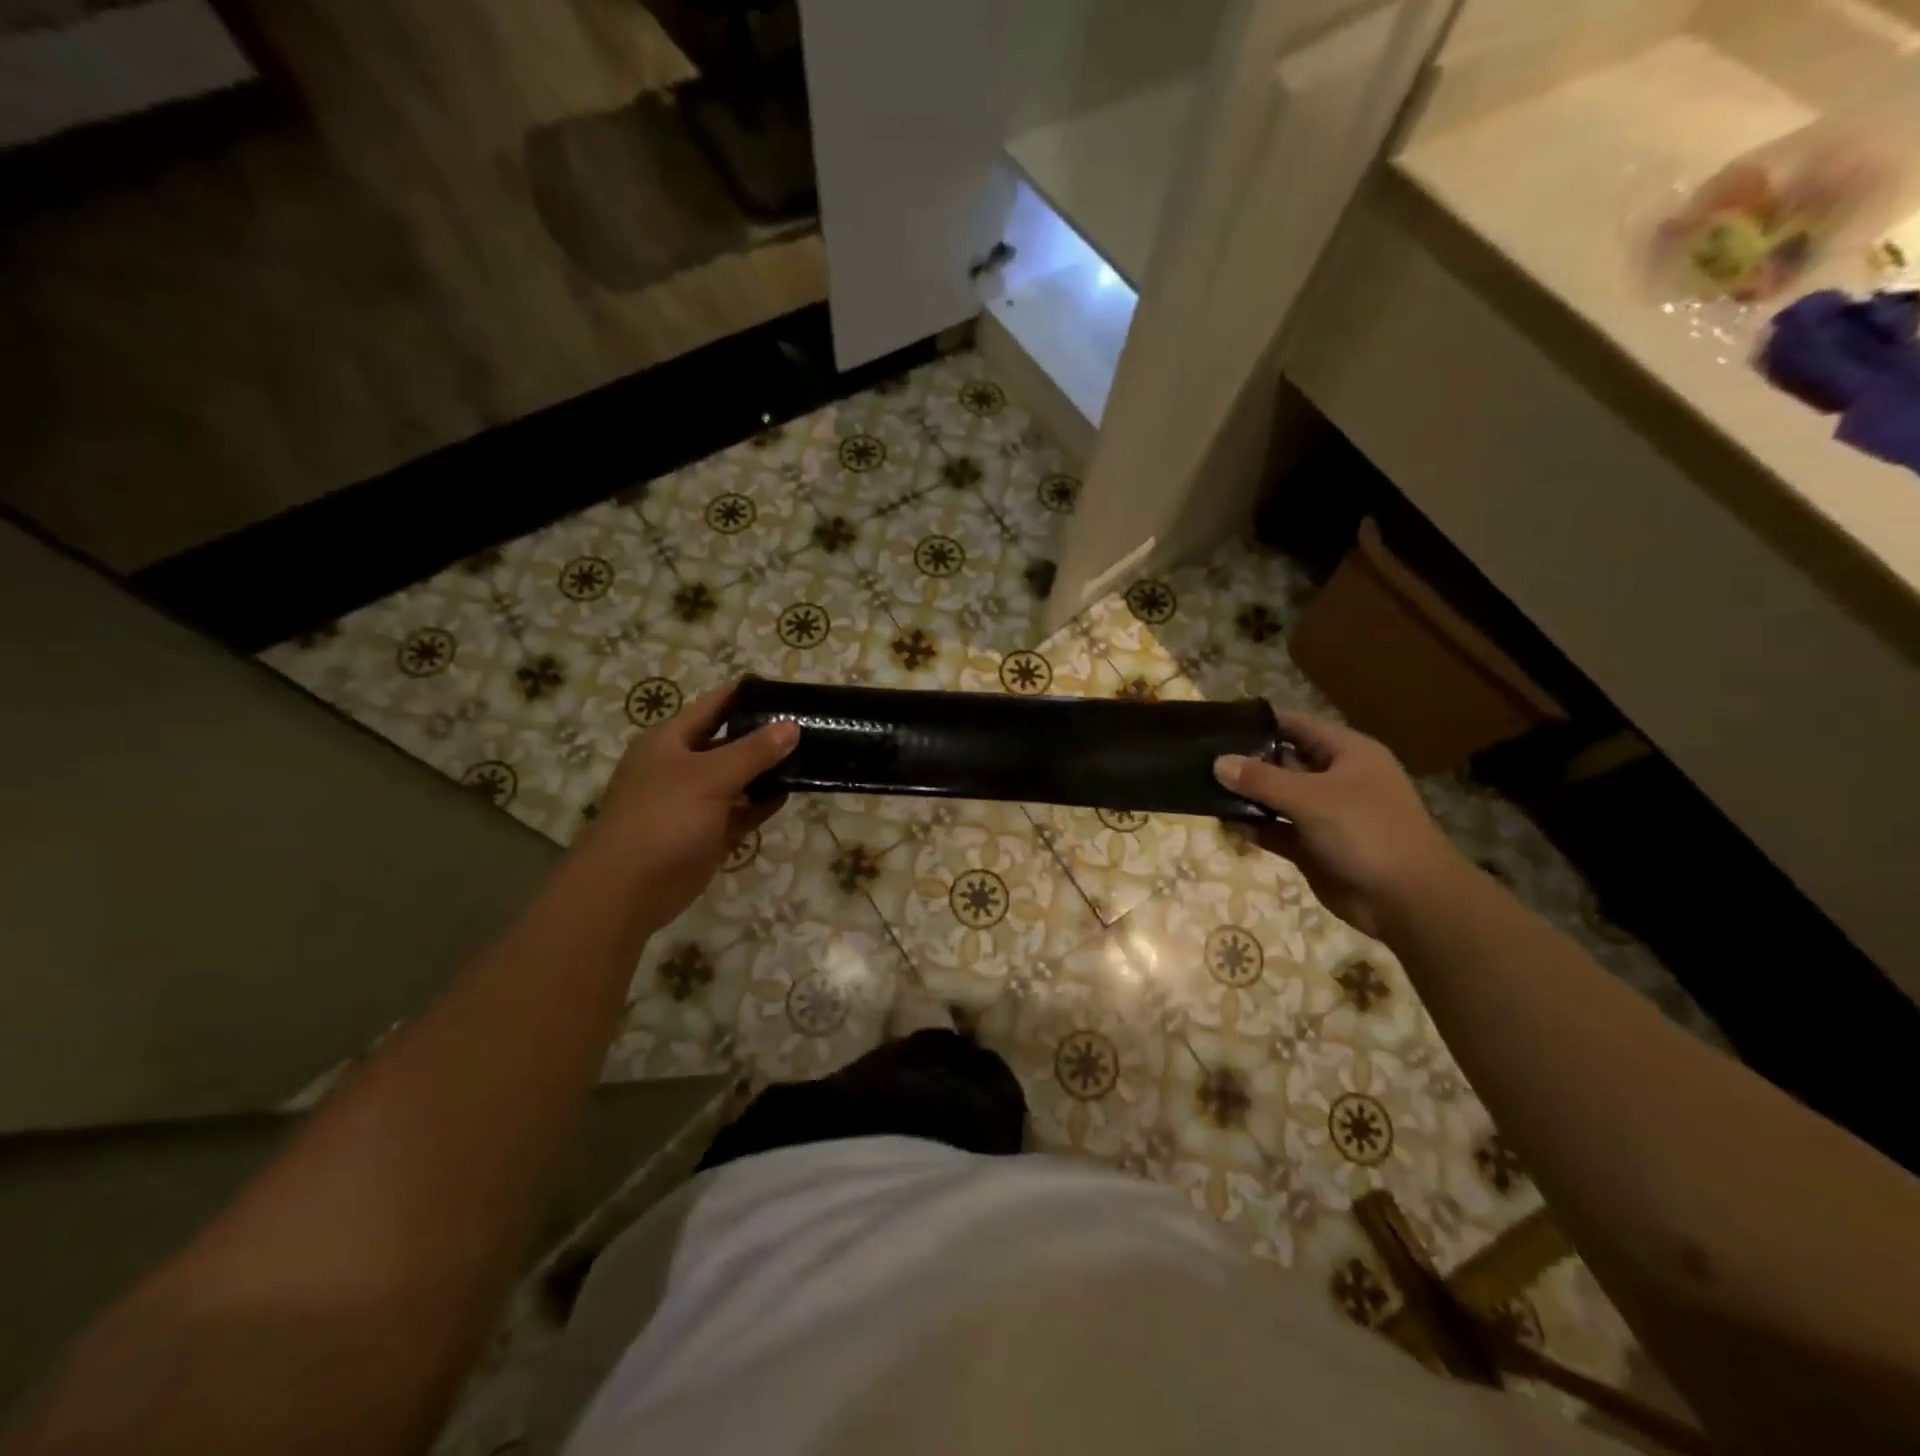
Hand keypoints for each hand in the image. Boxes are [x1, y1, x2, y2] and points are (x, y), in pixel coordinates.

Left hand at [582, 682, 797, 929]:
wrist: (628, 888)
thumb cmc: (663, 818)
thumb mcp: (710, 776)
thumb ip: (753, 751)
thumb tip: (792, 726)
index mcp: (670, 740)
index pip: (714, 705)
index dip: (746, 694)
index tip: (785, 689)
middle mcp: (681, 765)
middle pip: (728, 741)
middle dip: (764, 735)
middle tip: (807, 725)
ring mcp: (694, 801)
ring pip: (737, 778)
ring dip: (767, 771)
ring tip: (809, 757)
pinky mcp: (706, 832)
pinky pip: (740, 810)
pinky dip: (761, 803)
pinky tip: (789, 794)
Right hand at [1213, 710, 1460, 938]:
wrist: (1406, 900)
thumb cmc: (1366, 831)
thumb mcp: (1311, 798)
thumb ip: (1261, 780)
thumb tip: (1218, 762)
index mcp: (1347, 754)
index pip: (1296, 726)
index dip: (1260, 722)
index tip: (1220, 722)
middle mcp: (1335, 779)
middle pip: (1283, 761)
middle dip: (1246, 760)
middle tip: (1201, 756)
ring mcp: (1324, 814)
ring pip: (1277, 797)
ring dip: (1246, 796)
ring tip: (1202, 787)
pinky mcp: (1313, 846)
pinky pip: (1276, 829)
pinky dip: (1254, 826)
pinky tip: (1224, 822)